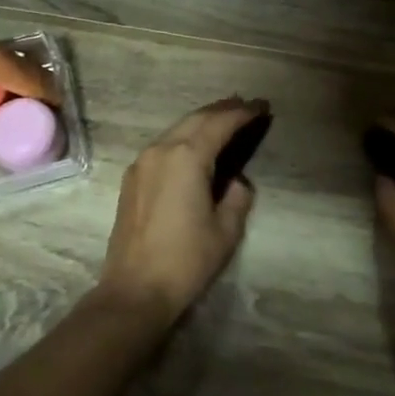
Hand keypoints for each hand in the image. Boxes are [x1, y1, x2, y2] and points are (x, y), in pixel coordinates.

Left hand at [94, 97, 266, 325]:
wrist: (135, 289)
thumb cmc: (186, 260)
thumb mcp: (225, 230)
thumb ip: (237, 197)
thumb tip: (236, 181)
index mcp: (187, 157)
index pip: (220, 123)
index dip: (243, 113)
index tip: (262, 107)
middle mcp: (161, 150)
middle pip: (195, 119)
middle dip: (222, 110)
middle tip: (246, 106)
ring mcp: (142, 163)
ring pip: (176, 129)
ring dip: (201, 121)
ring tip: (224, 120)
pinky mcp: (132, 179)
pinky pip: (163, 145)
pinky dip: (184, 137)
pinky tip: (195, 146)